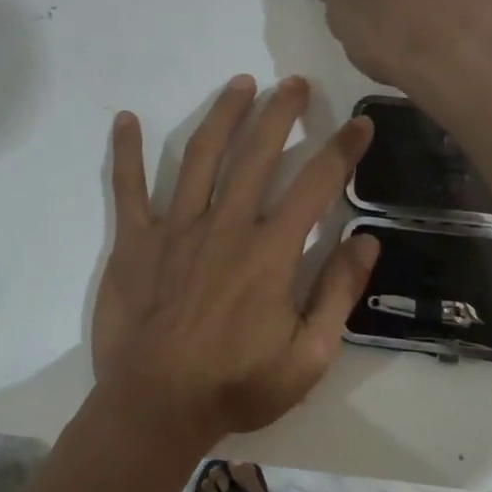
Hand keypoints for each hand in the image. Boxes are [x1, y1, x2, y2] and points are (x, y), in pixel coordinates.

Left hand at [91, 74, 380, 449]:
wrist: (155, 408)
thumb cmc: (236, 385)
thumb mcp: (308, 357)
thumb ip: (338, 293)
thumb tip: (366, 239)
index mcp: (271, 252)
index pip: (317, 184)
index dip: (343, 149)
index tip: (360, 123)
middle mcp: (225, 225)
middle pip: (257, 153)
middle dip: (281, 112)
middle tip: (295, 83)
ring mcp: (175, 228)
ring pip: (200, 155)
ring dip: (223, 114)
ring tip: (240, 83)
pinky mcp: (134, 242)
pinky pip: (128, 188)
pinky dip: (126, 152)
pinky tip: (126, 119)